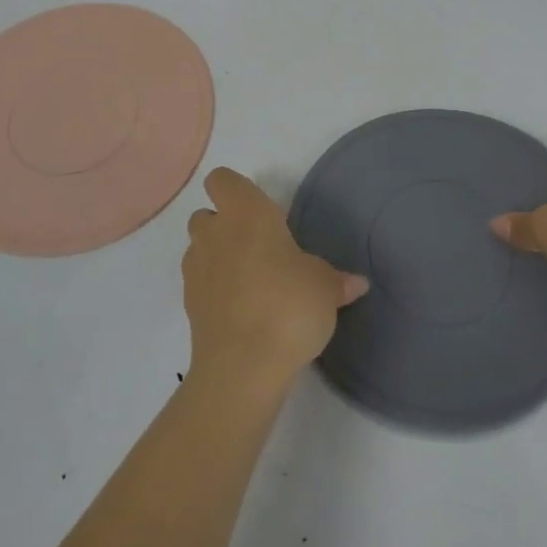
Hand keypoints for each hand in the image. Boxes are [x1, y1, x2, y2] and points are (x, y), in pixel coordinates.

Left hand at [183, 168, 368, 392]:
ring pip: (200, 248)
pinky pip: (200, 284)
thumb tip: (356, 283)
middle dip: (225, 225)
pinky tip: (242, 310)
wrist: (243, 367)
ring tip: (250, 281)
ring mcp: (196, 269)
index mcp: (247, 212)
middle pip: (206, 214)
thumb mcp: (325, 288)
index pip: (222, 179)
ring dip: (217, 257)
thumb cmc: (288, 305)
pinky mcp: (189, 305)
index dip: (236, 190)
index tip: (261, 210)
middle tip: (259, 247)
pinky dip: (215, 290)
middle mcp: (215, 232)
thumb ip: (337, 280)